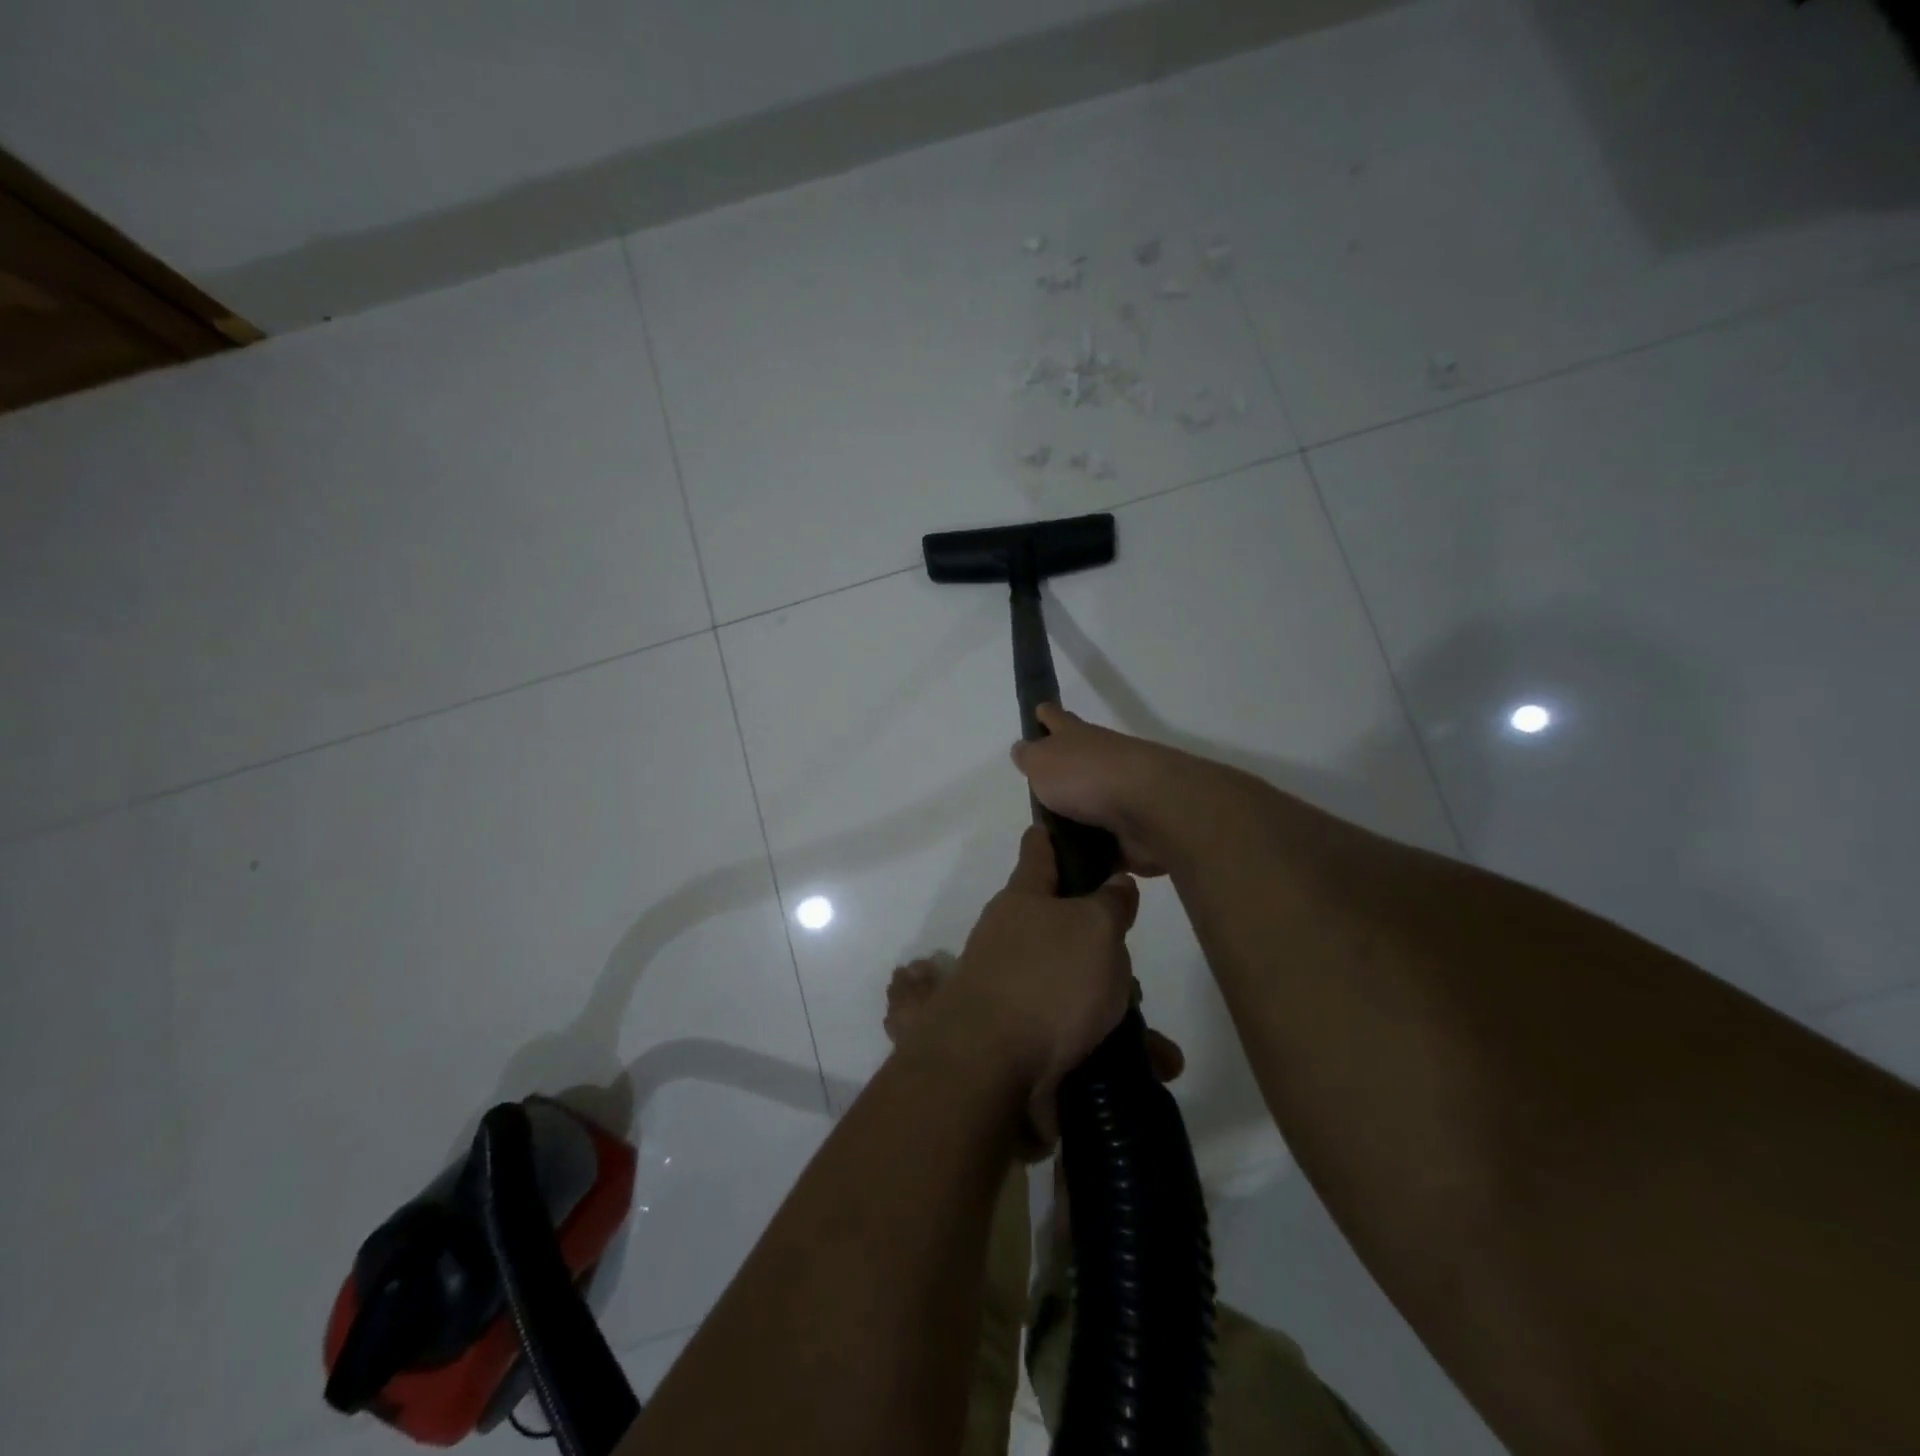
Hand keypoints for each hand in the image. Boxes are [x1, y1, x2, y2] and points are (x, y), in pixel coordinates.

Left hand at [937, 825, 1139, 1147]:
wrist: (989, 1071)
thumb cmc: (1047, 980)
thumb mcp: (1095, 928)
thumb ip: (1110, 903)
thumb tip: (1115, 883)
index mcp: (1024, 899)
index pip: (1038, 850)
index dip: (1055, 837)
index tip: (1071, 828)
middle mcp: (1012, 939)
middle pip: (1064, 926)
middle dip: (1104, 945)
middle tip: (1133, 963)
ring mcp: (1014, 990)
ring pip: (1076, 987)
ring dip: (1117, 1009)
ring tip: (1158, 1042)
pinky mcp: (1022, 1039)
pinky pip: (1076, 1036)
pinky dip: (1110, 1050)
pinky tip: (1150, 1069)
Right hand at [1010, 704, 1199, 875]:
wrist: (1149, 808)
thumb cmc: (1086, 776)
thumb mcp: (1042, 762)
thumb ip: (1030, 757)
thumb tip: (1023, 749)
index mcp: (1077, 737)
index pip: (1056, 718)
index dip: (1045, 715)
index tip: (1038, 713)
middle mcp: (1101, 760)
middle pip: (1078, 762)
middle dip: (1062, 773)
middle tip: (1039, 793)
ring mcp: (1122, 795)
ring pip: (1093, 804)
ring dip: (1079, 819)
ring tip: (1051, 842)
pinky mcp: (1134, 830)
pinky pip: (1107, 842)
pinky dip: (1096, 854)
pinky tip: (1076, 869)